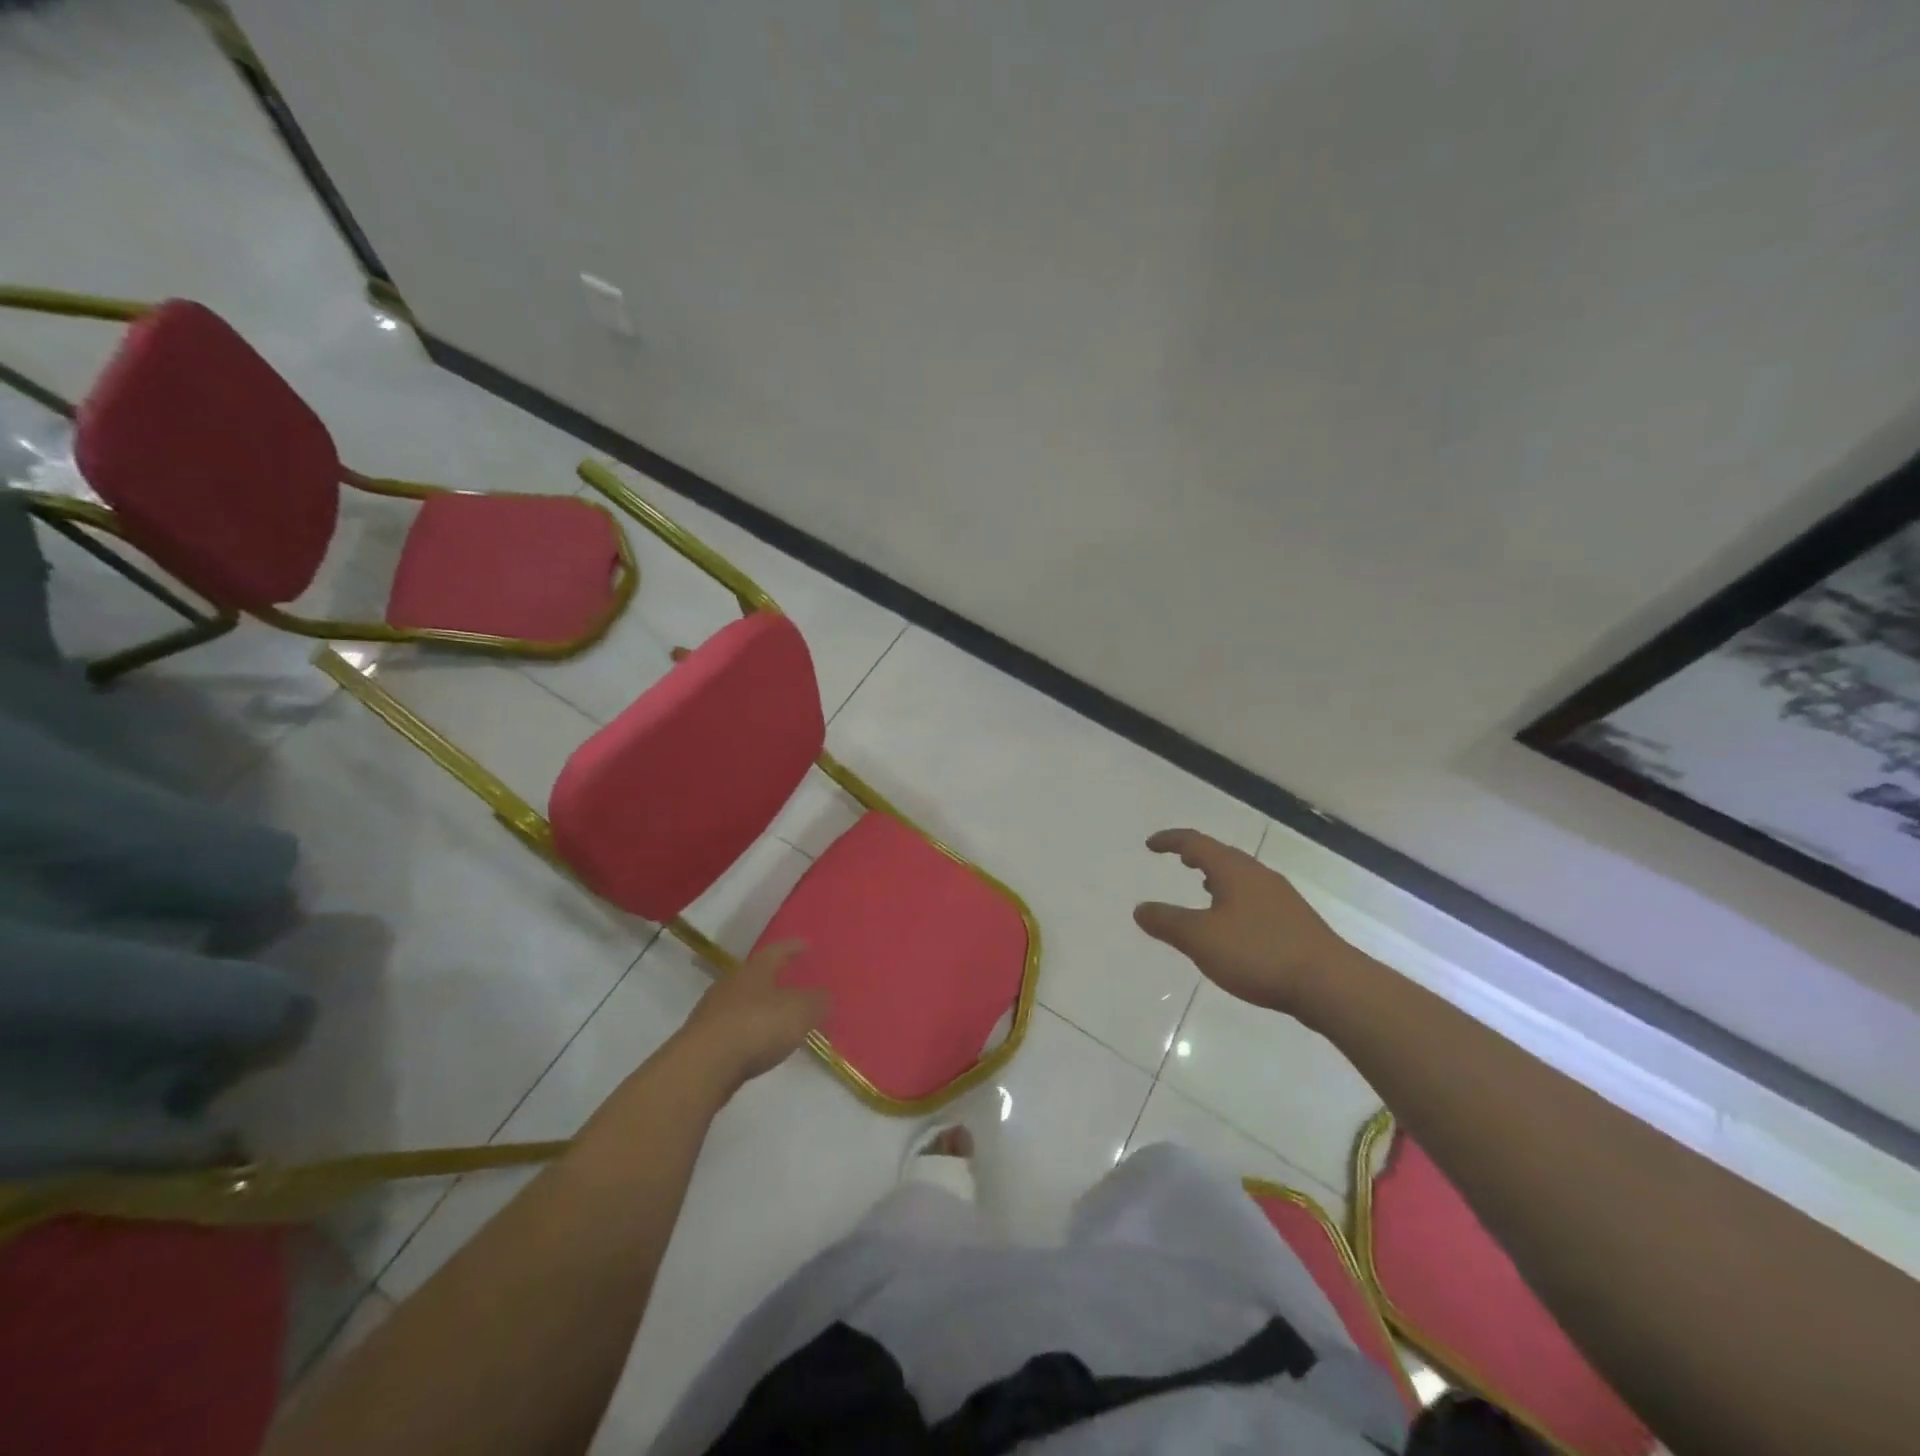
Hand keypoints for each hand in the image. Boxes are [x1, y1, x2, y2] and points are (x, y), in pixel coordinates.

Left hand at [676, 941, 828, 1092]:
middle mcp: (731, 984)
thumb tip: (826, 996)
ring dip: (759, 1007)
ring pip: (741, 1002)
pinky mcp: (703, 1041)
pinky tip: (757, 1044)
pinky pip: (732, 1028)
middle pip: (756, 975)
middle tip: (792, 982)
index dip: (794, 947)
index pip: (778, 951)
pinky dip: (747, 1032)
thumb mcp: (800, 1011)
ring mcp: (713, 1012)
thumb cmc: (757, 1026)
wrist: (703, 1066)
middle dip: (774, 978)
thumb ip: (817, 1002)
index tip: (807, 945)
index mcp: (755, 970)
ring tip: (777, 1018)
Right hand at [1134, 829, 1353, 1017]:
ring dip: (1218, 876)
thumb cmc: (1258, 953)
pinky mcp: (1295, 922)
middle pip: (1223, 855)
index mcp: (1234, 871)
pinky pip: (1255, 897)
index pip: (1196, 842)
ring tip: (1202, 886)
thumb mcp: (1201, 939)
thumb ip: (1167, 922)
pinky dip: (1234, 897)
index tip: (1151, 844)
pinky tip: (1234, 922)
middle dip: (1197, 855)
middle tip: (1178, 859)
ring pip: (1242, 876)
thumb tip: (1140, 909)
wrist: (1330, 984)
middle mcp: (1258, 875)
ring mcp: (1281, 898)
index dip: (1171, 840)